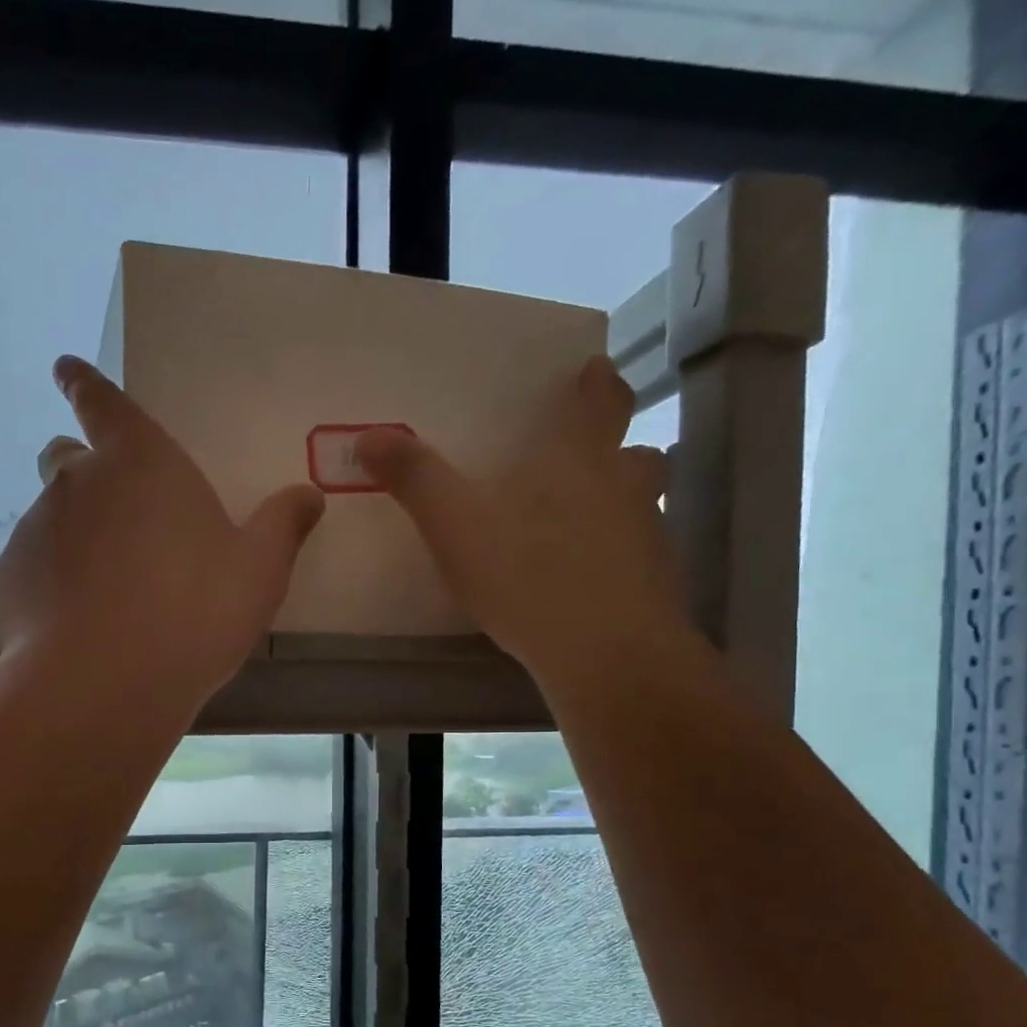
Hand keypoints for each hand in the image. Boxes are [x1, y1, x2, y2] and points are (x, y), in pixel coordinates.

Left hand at [0, 356, 324, 712]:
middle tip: (116, 517)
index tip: (65, 371)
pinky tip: (77, 628)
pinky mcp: (8, 582)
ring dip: (73, 539)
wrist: (106, 683)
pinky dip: (51, 586)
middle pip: (66, 458)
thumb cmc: (194, 612)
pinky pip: (31, 571)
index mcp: (139, 462)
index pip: (100, 400)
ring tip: (105, 593)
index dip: (84, 384)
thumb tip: (309, 495)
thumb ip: (282, 526)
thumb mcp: (258, 571)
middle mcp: (76, 483)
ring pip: (50, 519)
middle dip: (84, 473)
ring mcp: (34, 531)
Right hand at [355, 354, 687, 674]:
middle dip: (616, 449)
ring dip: (622, 505)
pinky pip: (640, 559)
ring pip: (643, 506)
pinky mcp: (656, 586)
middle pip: (637, 453)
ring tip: (586, 526)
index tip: (593, 372)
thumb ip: (416, 480)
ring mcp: (649, 538)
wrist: (605, 655)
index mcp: (579, 460)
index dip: (598, 384)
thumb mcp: (456, 527)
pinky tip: (589, 585)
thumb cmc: (528, 577)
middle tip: (589, 459)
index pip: (602, 401)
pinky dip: (619, 560)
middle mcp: (624, 488)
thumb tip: (370, 435)